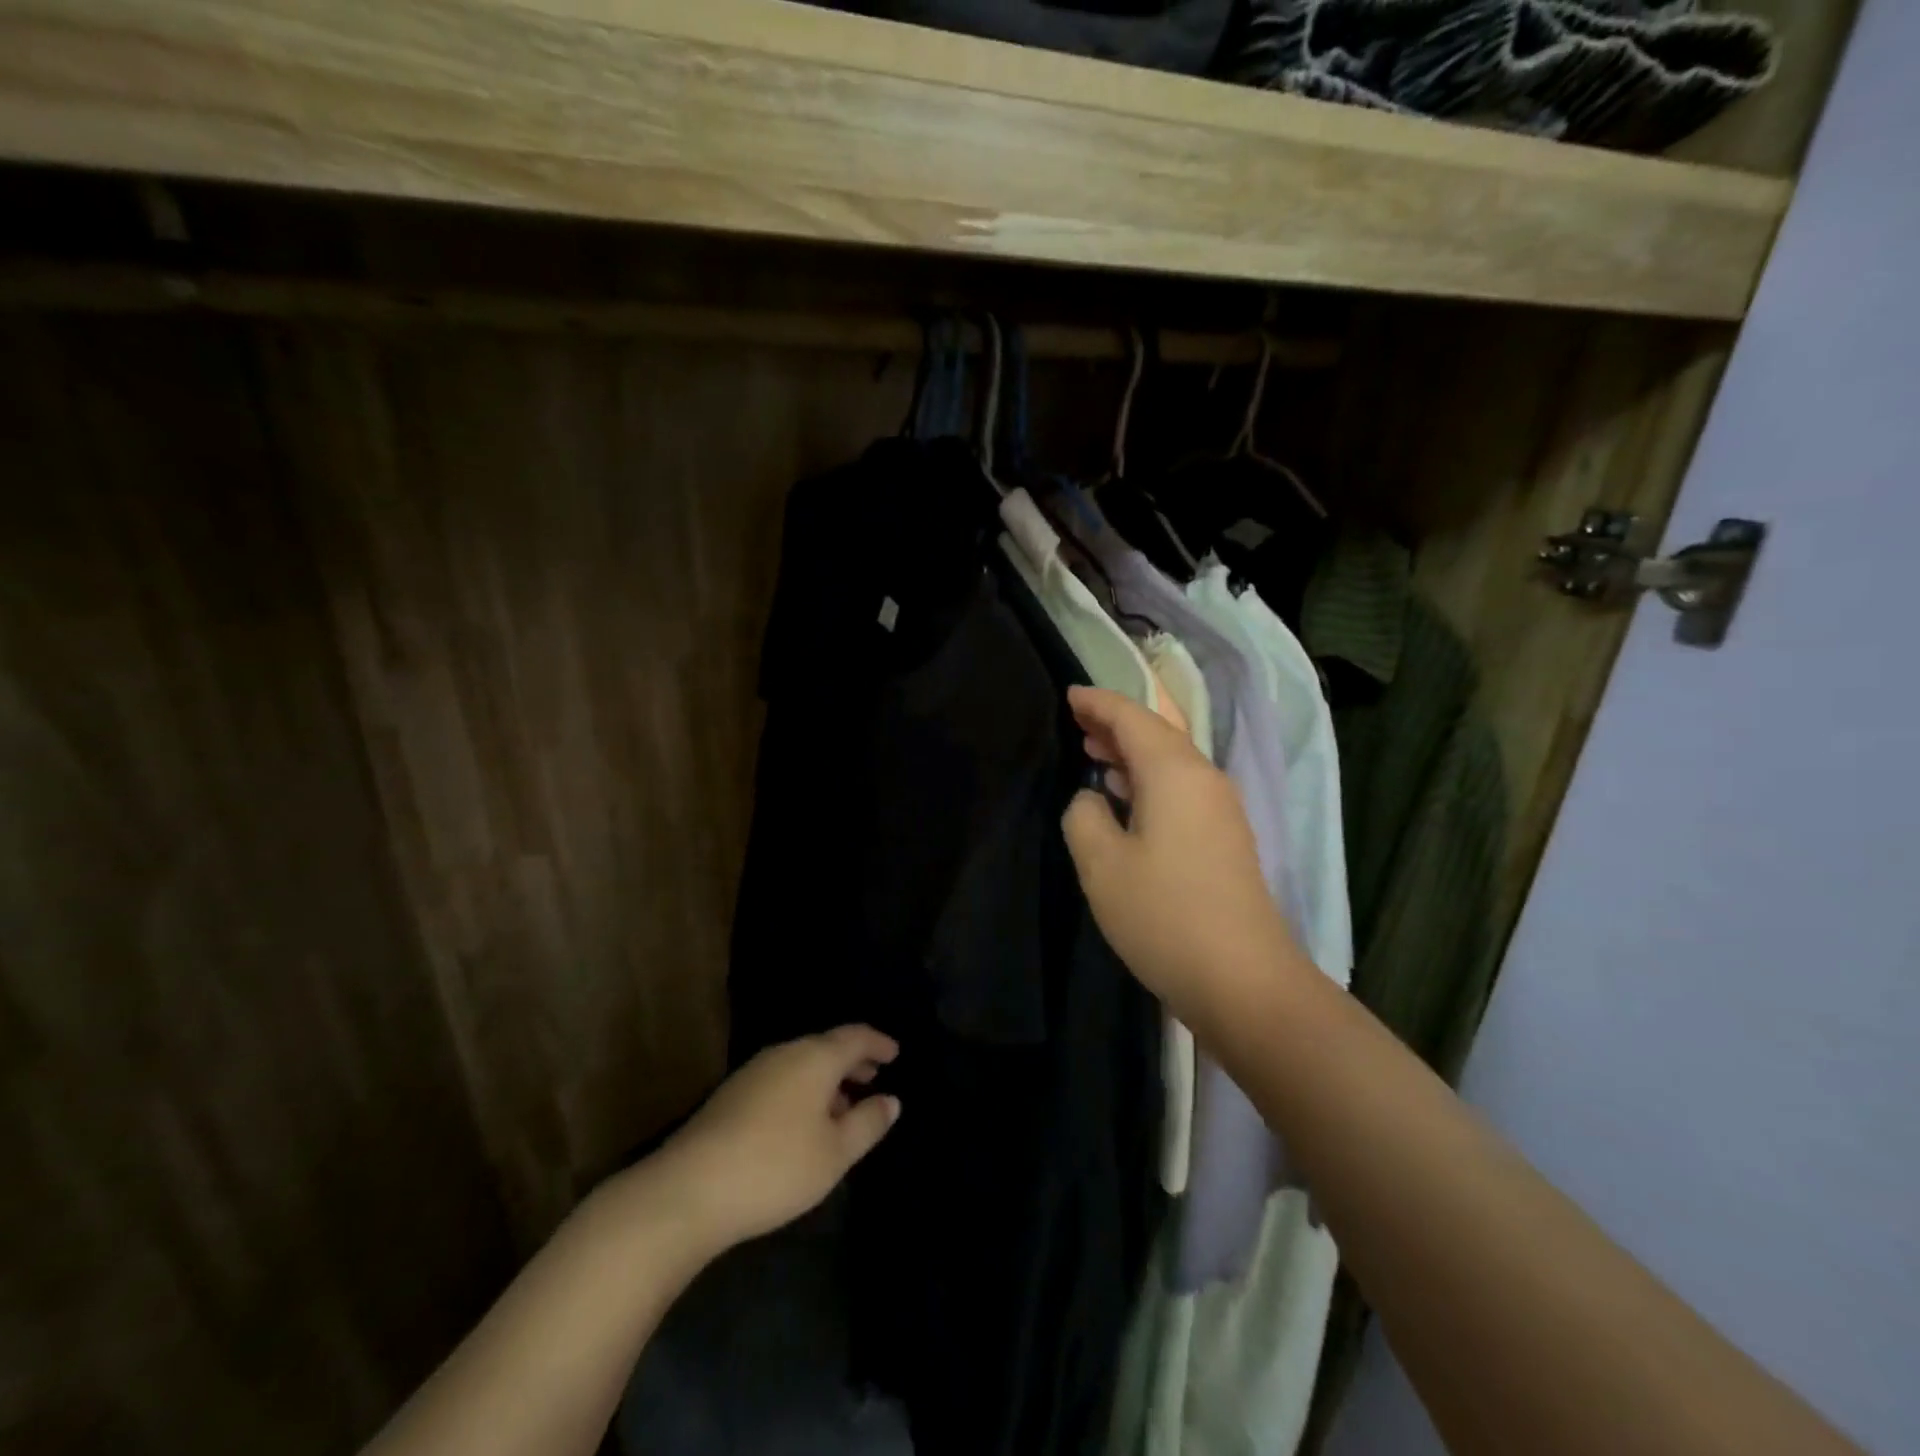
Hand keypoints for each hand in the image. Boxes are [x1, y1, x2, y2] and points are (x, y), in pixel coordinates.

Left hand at [653, 1026, 901, 1249]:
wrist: (689, 1190)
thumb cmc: (776, 1166)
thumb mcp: (835, 1152)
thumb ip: (868, 1122)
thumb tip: (891, 1100)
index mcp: (815, 1057)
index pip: (855, 1037)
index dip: (878, 1043)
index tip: (895, 1053)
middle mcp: (785, 1053)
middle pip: (826, 1047)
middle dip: (853, 1061)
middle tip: (874, 1076)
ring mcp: (753, 1072)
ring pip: (802, 1064)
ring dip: (827, 1079)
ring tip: (843, 1106)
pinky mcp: (732, 1096)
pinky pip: (782, 1079)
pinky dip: (804, 1090)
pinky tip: (804, 1123)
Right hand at [1061, 685, 1308, 1029]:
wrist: (1243, 981)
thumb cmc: (1164, 915)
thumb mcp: (1102, 864)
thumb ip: (1084, 816)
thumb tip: (1092, 800)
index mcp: (1176, 772)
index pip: (1133, 717)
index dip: (1098, 703)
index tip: (1068, 695)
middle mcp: (1204, 779)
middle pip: (1158, 733)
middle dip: (1116, 722)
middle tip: (1076, 720)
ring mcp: (1220, 810)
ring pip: (1170, 762)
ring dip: (1131, 752)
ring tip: (1093, 751)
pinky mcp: (1223, 839)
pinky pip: (1179, 789)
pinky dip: (1147, 780)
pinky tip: (1124, 797)